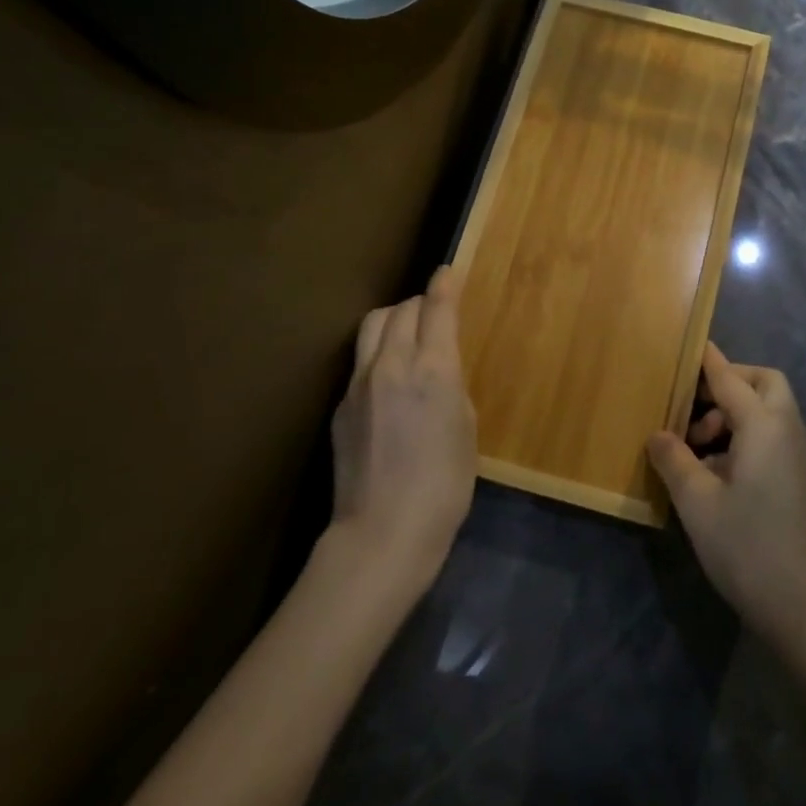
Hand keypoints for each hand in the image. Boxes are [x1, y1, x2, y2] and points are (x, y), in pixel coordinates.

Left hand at [330, 265, 476, 594]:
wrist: (383, 533)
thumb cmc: (444, 485)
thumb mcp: (465, 428)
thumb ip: (451, 385)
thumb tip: (439, 369)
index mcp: (433, 369)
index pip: (436, 308)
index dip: (444, 285)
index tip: (447, 272)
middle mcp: (392, 364)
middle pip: (400, 310)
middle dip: (419, 303)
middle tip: (433, 315)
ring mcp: (359, 383)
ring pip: (373, 327)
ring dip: (393, 321)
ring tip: (406, 338)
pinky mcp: (340, 405)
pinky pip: (360, 361)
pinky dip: (378, 354)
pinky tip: (388, 382)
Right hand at [647, 343, 805, 642]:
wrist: (802, 606)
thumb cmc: (746, 547)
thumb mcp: (697, 502)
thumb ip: (674, 459)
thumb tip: (657, 434)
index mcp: (764, 426)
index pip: (730, 379)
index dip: (707, 361)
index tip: (687, 344)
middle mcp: (787, 430)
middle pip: (764, 383)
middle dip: (730, 382)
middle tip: (693, 405)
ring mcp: (798, 454)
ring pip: (769, 409)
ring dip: (735, 412)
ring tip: (696, 446)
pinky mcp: (799, 477)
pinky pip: (772, 434)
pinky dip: (746, 433)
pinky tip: (716, 468)